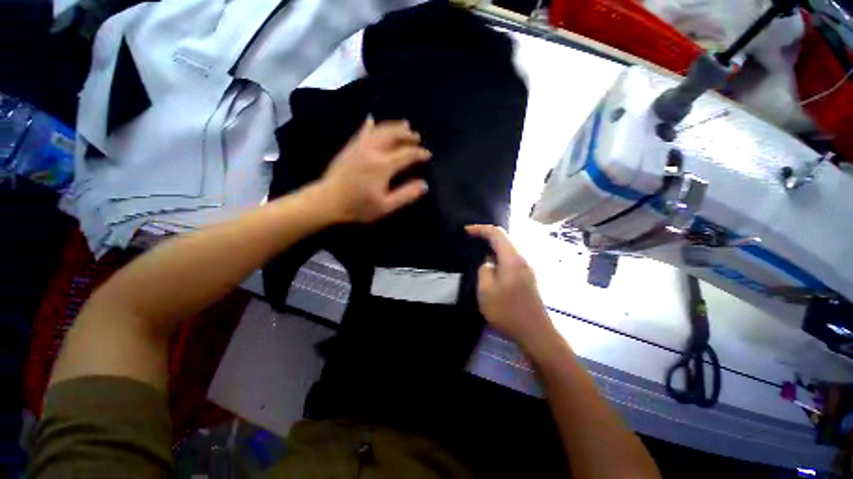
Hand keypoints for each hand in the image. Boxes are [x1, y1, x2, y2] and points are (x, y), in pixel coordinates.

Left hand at [318, 118, 431, 222]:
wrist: (328, 200)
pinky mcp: (350, 147)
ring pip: (380, 130)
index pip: (407, 154)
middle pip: (394, 136)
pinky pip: (362, 131)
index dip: (419, 153)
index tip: (428, 155)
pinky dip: (370, 125)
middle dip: (408, 135)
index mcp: (383, 165)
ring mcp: (359, 146)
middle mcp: (373, 150)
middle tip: (417, 137)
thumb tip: (424, 184)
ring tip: (405, 125)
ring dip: (394, 126)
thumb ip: (406, 194)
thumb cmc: (358, 206)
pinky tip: (372, 120)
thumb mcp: (386, 206)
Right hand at [466, 224, 556, 349]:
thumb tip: (487, 262)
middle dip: (485, 235)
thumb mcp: (486, 291)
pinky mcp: (526, 277)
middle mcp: (522, 259)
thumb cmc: (508, 311)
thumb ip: (484, 270)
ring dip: (491, 246)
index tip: (465, 231)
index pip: (497, 233)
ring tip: (476, 250)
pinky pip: (509, 258)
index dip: (480, 229)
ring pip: (507, 249)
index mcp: (512, 259)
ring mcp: (526, 268)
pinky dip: (497, 256)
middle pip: (504, 238)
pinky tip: (489, 266)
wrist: (535, 332)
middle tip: (469, 239)